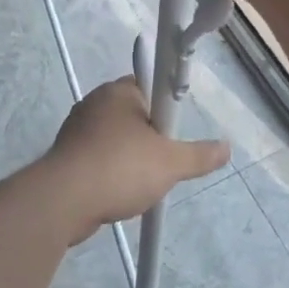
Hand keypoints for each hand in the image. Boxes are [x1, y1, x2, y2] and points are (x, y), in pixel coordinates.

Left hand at [37, 78, 229, 244]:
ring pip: (115, 139)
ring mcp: (76, 130)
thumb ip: (200, 155)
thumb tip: (226, 148)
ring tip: (139, 184)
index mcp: (118, 91)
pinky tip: (117, 194)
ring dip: (129, 158)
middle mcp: (95, 103)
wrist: (62, 202)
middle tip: (161, 162)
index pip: (150, 86)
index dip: (165, 108)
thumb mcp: (170, 163)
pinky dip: (109, 173)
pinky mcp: (65, 156)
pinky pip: (97, 159)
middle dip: (150, 138)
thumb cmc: (120, 168)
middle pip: (134, 114)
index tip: (171, 132)